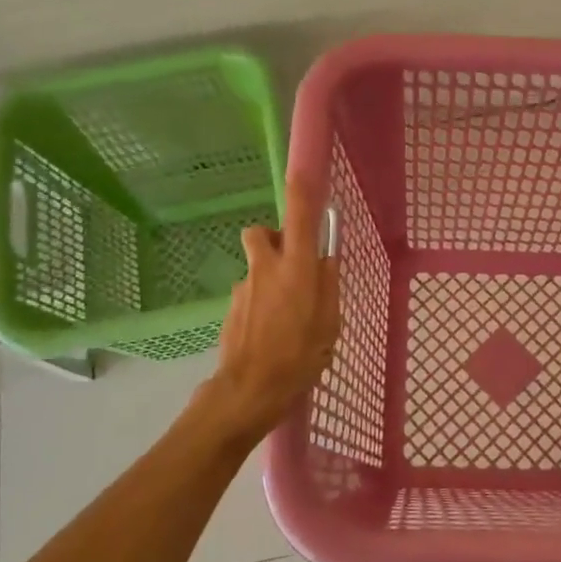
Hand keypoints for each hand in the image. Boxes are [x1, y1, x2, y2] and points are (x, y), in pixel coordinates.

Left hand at [201, 178, 340, 443]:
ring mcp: (244, 286)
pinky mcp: (231, 307)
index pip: (298, 214)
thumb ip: (328, 285)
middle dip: (275, 240)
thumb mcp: (329, 323)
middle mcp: (266, 267)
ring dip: (271, 279)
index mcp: (296, 267)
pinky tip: (271, 333)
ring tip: (288, 317)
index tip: (304, 170)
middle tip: (295, 267)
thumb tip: (324, 259)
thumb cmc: (299, 357)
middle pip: (262, 233)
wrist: (248, 391)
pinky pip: (251, 292)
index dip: (301, 188)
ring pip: (258, 267)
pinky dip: (261, 302)